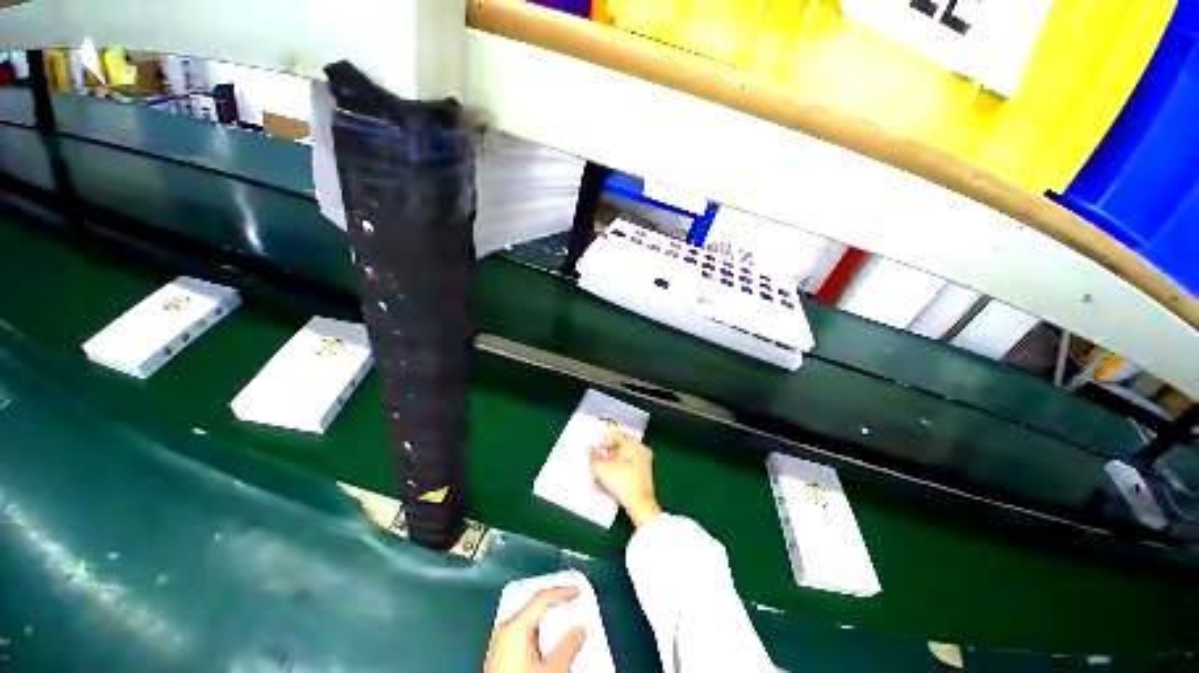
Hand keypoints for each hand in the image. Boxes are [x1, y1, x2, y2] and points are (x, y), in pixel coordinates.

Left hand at [485, 587, 586, 672]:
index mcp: (514, 627)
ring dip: (545, 622)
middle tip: (568, 601)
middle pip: (533, 608)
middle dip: (552, 606)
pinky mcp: (497, 660)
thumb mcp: (552, 669)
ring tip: (561, 624)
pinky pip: (520, 637)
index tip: (575, 591)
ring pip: (527, 624)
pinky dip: (536, 635)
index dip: (562, 592)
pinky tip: (545, 644)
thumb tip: (579, 630)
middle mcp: (503, 632)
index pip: (542, 598)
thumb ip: (568, 645)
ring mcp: (498, 647)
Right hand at [590, 432, 661, 527]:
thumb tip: (589, 450)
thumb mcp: (601, 467)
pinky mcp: (643, 475)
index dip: (602, 442)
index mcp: (633, 444)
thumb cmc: (625, 483)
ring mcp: (643, 463)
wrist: (639, 504)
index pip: (615, 436)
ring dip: (607, 468)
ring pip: (621, 461)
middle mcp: (640, 450)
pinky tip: (605, 484)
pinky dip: (615, 474)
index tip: (595, 449)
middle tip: (596, 463)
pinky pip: (626, 470)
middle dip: (604, 458)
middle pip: (618, 449)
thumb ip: (592, 456)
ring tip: (598, 477)